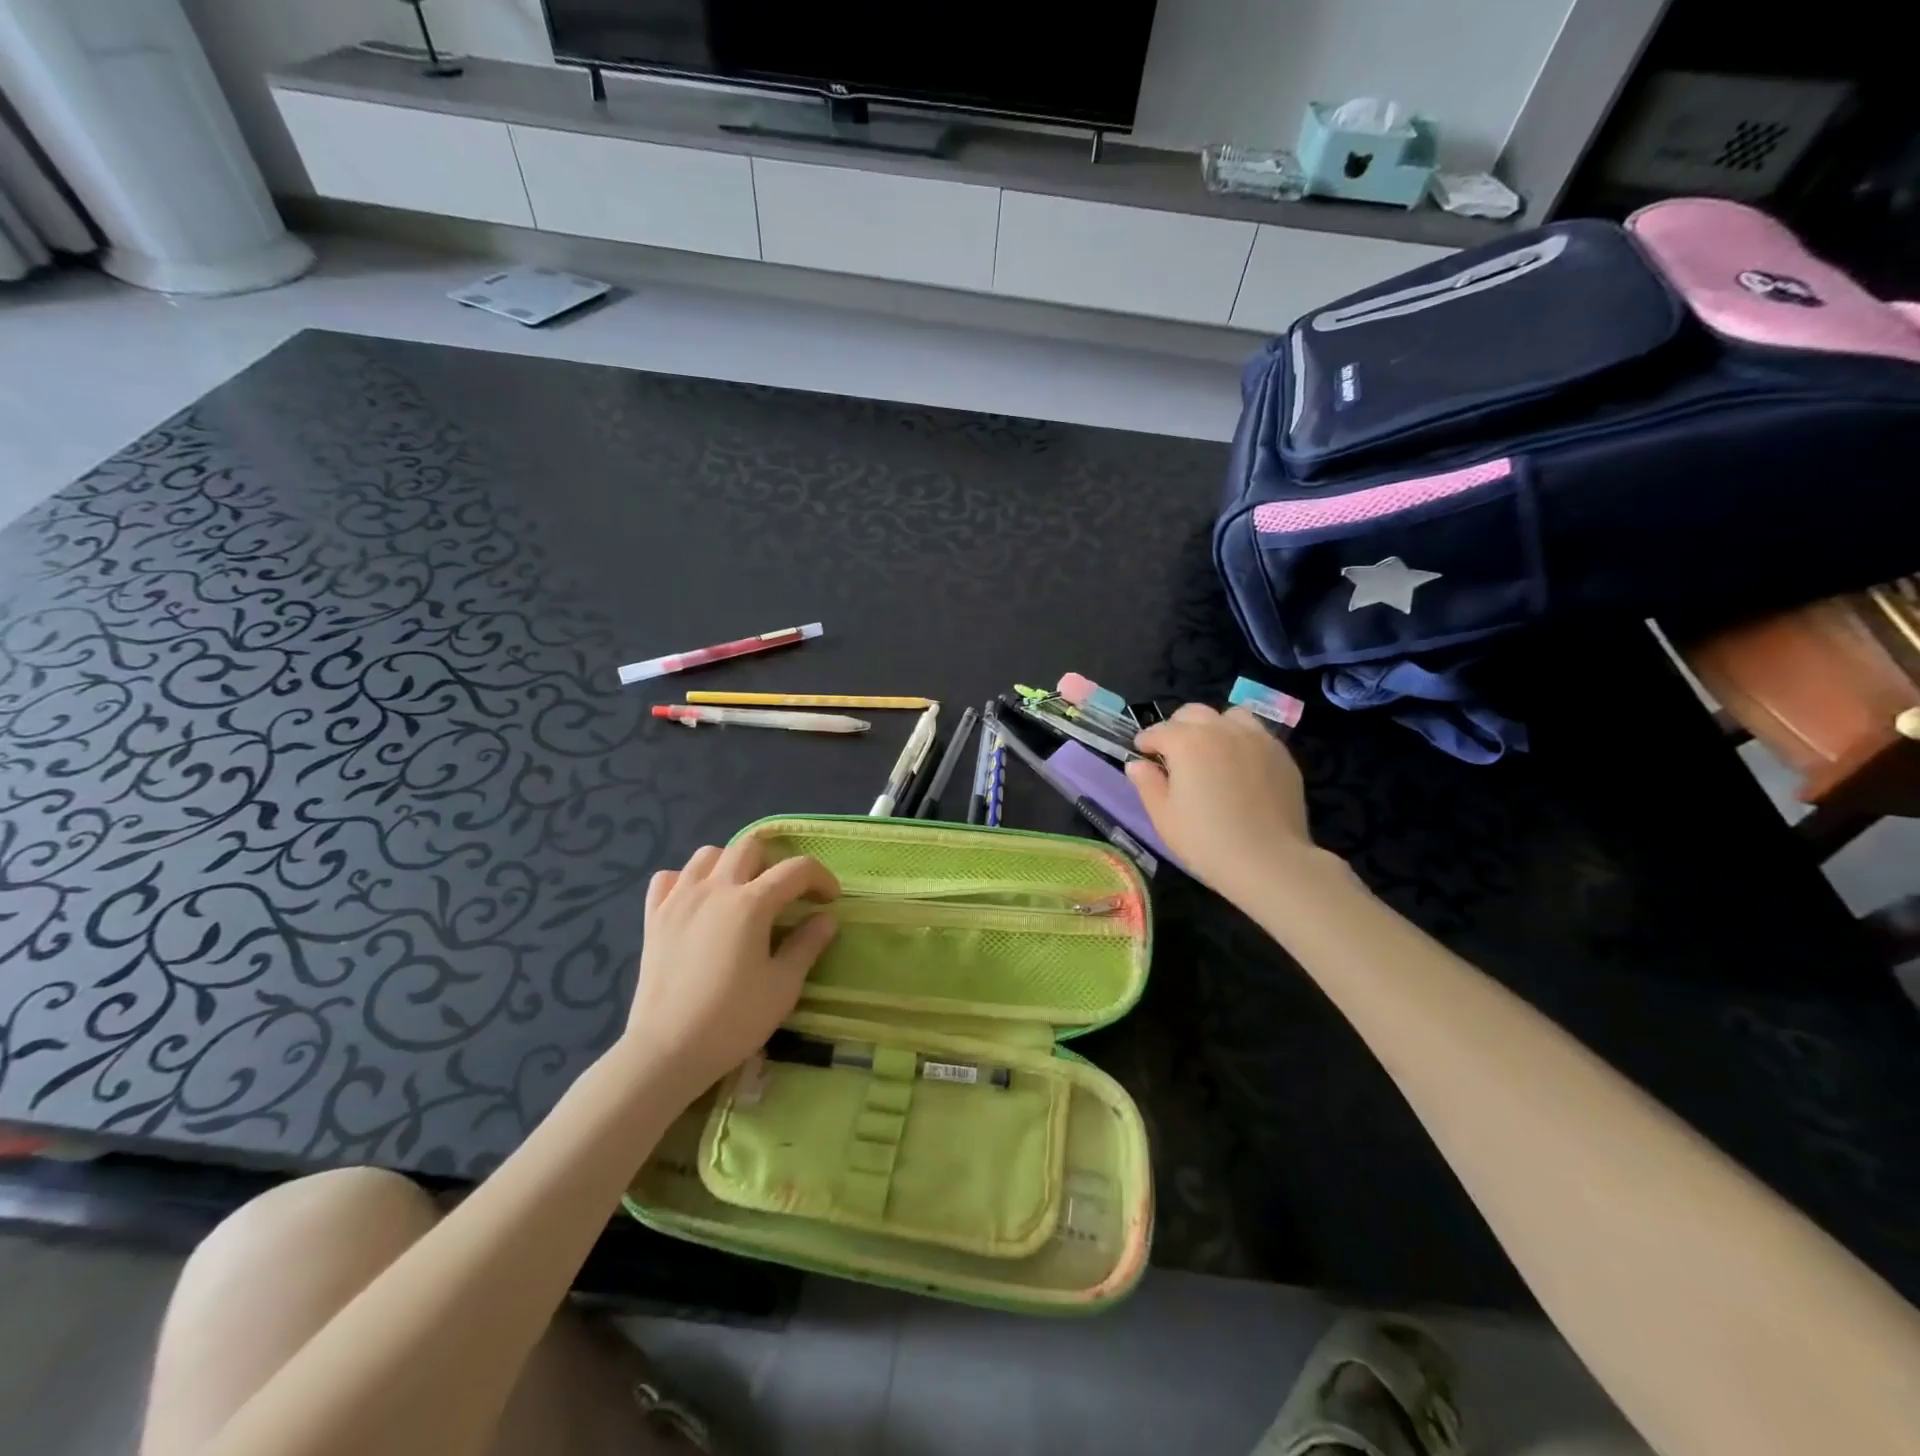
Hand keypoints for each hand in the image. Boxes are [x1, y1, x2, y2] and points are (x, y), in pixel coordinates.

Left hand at [624, 837, 839, 1095]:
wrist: (666, 1051)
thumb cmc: (733, 1020)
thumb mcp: (783, 986)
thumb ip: (807, 945)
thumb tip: (825, 918)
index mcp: (751, 903)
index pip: (796, 869)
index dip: (821, 878)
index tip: (829, 900)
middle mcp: (715, 888)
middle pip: (750, 847)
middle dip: (775, 863)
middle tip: (784, 895)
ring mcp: (678, 899)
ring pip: (708, 854)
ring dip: (731, 864)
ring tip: (741, 893)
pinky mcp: (653, 917)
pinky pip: (669, 877)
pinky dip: (687, 880)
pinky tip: (697, 903)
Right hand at [1126, 704, 1321, 904]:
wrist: (1268, 861)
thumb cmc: (1206, 841)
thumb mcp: (1164, 816)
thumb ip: (1147, 784)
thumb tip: (1137, 764)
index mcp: (1187, 742)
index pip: (1159, 730)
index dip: (1146, 741)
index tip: (1142, 753)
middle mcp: (1222, 730)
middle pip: (1193, 713)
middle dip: (1178, 727)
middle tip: (1174, 753)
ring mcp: (1257, 738)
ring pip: (1229, 716)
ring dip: (1214, 727)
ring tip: (1212, 751)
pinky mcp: (1281, 755)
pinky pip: (1256, 734)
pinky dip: (1241, 741)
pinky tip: (1240, 767)